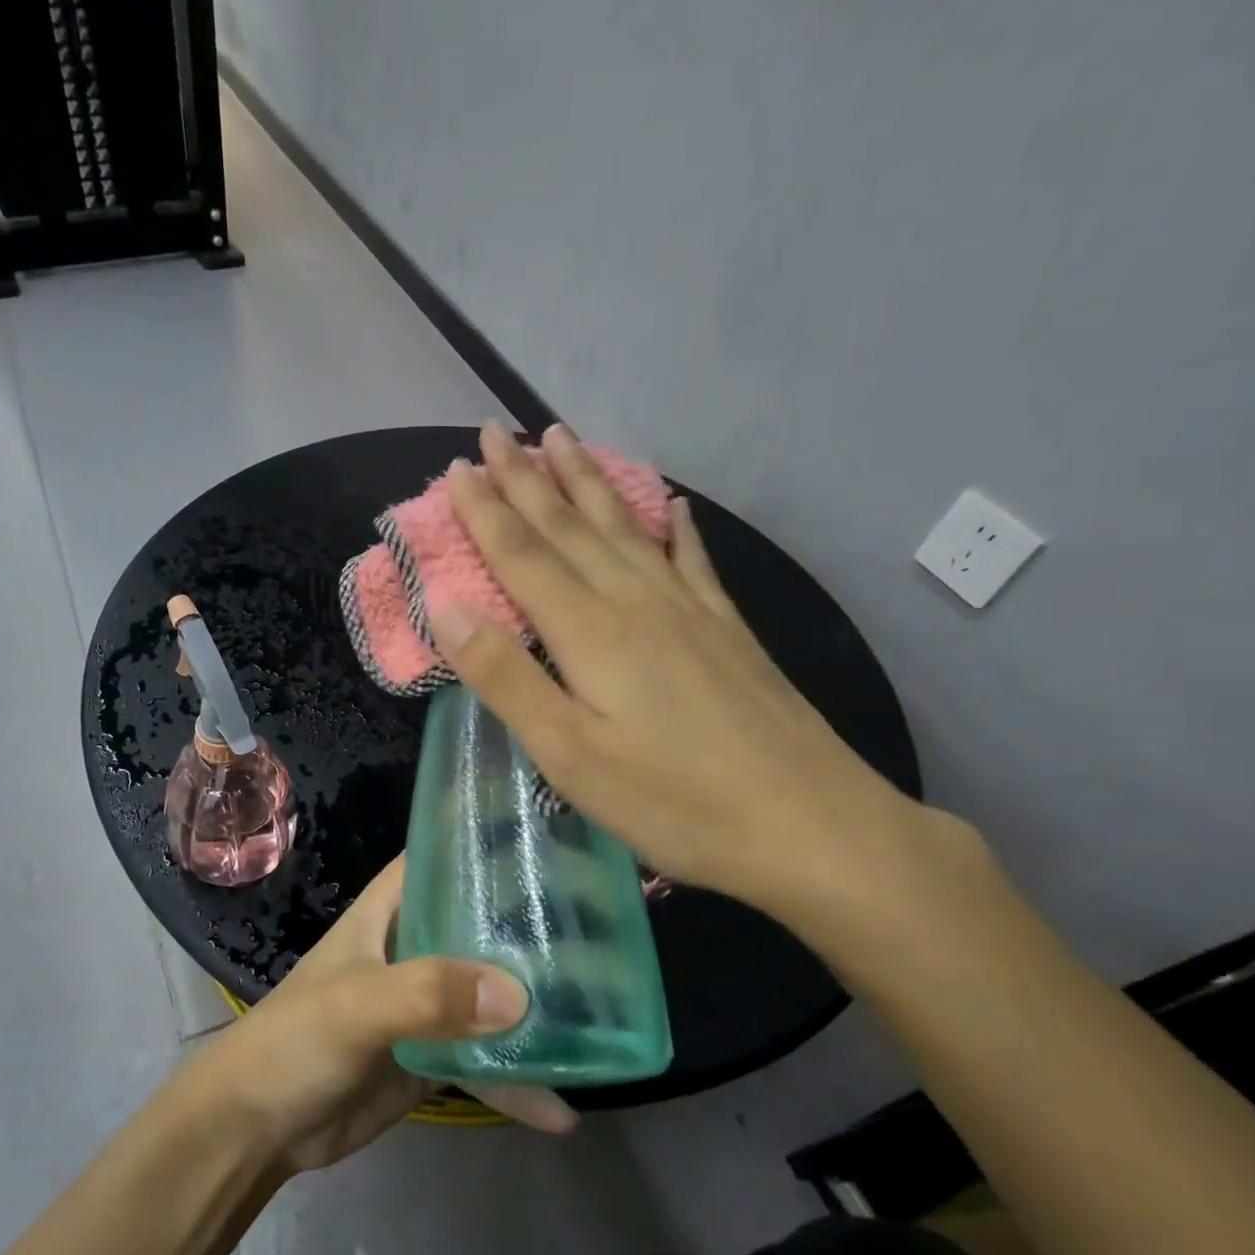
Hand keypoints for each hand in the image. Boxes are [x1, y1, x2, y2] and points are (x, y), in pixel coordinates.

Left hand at [181, 857, 577, 1174]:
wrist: (259, 1128)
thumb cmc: (296, 1040)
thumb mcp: (356, 1005)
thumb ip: (428, 993)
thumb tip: (518, 994)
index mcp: (390, 910)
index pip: (442, 855)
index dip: (488, 838)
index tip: (551, 832)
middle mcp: (414, 945)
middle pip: (481, 921)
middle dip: (533, 922)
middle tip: (607, 921)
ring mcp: (427, 1002)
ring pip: (492, 989)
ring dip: (536, 1002)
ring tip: (607, 1010)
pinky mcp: (434, 1054)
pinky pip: (485, 1058)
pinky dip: (517, 1080)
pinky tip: (563, 1108)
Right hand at [433, 421, 958, 938]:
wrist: (808, 823)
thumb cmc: (674, 800)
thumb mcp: (570, 754)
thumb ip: (507, 677)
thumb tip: (446, 607)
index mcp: (591, 631)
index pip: (524, 555)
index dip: (486, 511)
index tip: (459, 466)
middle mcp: (637, 602)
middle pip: (570, 527)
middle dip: (528, 478)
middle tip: (498, 431)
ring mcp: (690, 611)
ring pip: (625, 529)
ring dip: (588, 482)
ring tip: (564, 438)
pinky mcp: (728, 630)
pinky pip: (692, 560)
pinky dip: (674, 528)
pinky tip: (673, 506)